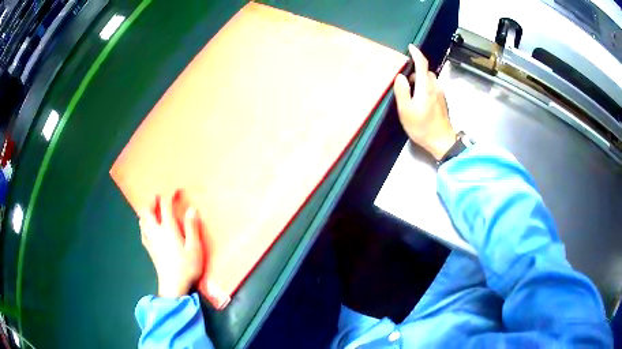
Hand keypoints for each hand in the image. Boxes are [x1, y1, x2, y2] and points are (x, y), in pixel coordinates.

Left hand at [139, 192, 204, 297]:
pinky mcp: (149, 250)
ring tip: (151, 210)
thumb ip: (192, 227)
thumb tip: (191, 209)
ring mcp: (150, 241)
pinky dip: (143, 224)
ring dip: (145, 212)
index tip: (175, 191)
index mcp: (168, 229)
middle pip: (147, 211)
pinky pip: (142, 232)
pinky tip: (147, 227)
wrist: (173, 286)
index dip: (169, 196)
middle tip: (157, 197)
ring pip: (142, 221)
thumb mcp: (194, 247)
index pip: (165, 207)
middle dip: (151, 201)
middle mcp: (156, 232)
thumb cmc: (186, 267)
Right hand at [394, 44, 455, 160]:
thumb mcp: (406, 110)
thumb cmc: (422, 127)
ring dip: (421, 81)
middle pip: (426, 71)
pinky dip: (425, 88)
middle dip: (416, 71)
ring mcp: (441, 94)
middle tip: (405, 81)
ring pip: (430, 80)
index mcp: (426, 86)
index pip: (422, 64)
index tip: (410, 47)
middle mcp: (435, 87)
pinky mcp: (442, 101)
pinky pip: (433, 88)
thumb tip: (400, 77)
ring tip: (411, 93)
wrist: (442, 141)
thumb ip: (402, 91)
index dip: (416, 53)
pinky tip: (419, 101)